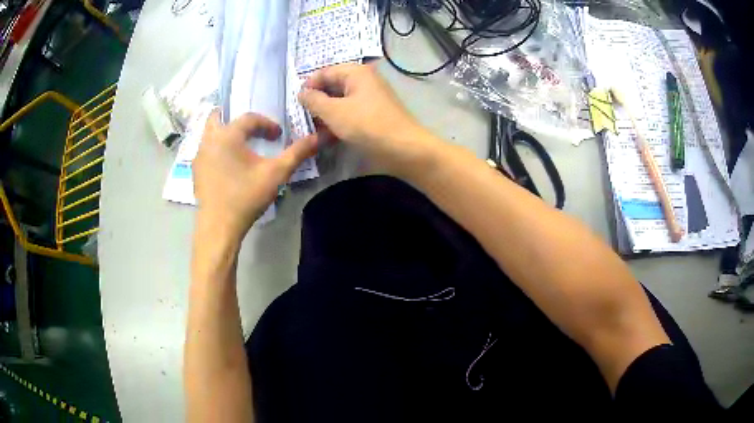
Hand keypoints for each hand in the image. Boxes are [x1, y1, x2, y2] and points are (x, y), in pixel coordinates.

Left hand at [192, 111, 318, 238]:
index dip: (266, 124)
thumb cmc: (246, 197)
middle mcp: (209, 139)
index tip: (278, 136)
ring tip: (242, 146)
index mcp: (228, 135)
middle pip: (219, 116)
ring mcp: (199, 155)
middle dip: (236, 119)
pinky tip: (229, 165)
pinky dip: (217, 148)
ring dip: (226, 133)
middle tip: (252, 130)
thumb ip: (297, 153)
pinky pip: (207, 149)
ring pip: (210, 133)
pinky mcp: (196, 170)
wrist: (219, 226)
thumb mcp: (276, 174)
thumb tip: (321, 136)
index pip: (249, 118)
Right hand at [298, 63, 432, 173]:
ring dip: (326, 114)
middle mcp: (364, 81)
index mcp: (356, 73)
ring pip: (340, 102)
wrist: (404, 149)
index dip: (308, 85)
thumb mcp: (334, 112)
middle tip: (302, 117)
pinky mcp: (373, 115)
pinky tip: (327, 136)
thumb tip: (302, 93)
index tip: (296, 103)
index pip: (325, 72)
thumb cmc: (367, 125)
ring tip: (312, 129)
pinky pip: (350, 113)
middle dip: (317, 101)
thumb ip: (314, 100)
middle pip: (333, 86)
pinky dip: (338, 122)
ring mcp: (370, 98)